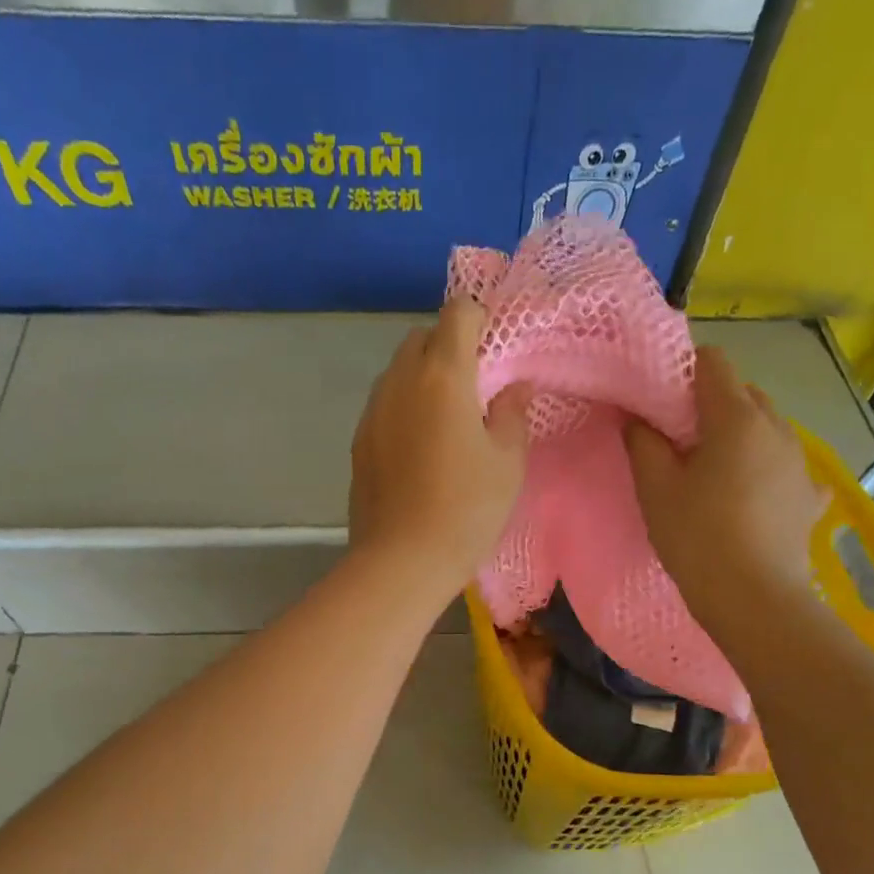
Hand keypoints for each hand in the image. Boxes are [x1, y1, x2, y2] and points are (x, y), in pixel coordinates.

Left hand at [349, 298, 530, 600]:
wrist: (401, 561)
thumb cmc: (466, 510)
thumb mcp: (507, 463)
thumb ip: (512, 414)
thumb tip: (514, 387)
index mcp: (442, 376)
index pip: (458, 312)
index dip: (480, 320)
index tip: (497, 351)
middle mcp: (399, 381)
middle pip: (422, 337)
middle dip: (449, 347)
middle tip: (475, 388)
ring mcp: (372, 411)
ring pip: (398, 370)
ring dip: (423, 377)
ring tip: (447, 419)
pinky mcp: (358, 441)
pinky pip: (384, 404)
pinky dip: (404, 407)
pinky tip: (420, 448)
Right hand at [624, 346, 826, 626]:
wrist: (753, 600)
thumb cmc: (697, 538)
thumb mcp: (655, 489)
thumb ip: (643, 443)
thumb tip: (638, 418)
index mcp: (737, 418)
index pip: (713, 363)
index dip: (683, 371)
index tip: (661, 401)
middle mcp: (777, 428)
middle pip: (744, 392)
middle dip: (711, 404)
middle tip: (680, 440)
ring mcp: (800, 462)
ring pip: (767, 427)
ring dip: (740, 435)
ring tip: (714, 471)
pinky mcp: (810, 496)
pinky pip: (785, 466)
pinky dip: (766, 469)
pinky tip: (752, 495)